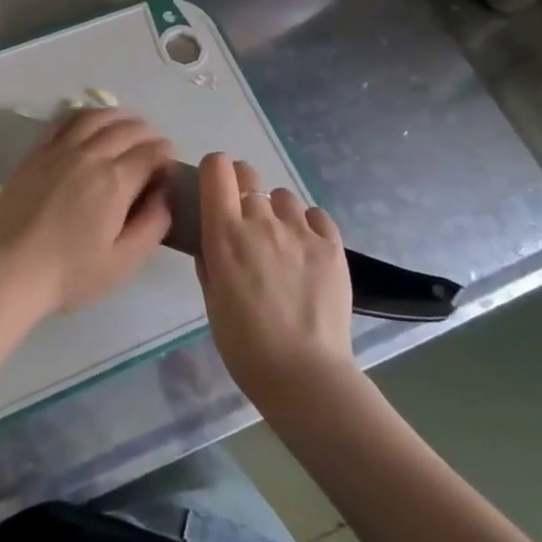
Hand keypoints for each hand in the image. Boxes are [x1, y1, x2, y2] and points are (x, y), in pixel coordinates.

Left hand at [0, 109, 174, 313]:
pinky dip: (84, 115)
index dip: (167, 154)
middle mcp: (89, 155)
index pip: (151, 152)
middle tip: (155, 145)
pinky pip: (63, 121)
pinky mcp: (35, 153)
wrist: (8, 269)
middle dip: (148, 133)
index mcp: (115, 181)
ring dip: (119, 116)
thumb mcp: (123, 261)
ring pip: (95, 117)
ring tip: (129, 124)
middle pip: (127, 129)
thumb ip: (153, 225)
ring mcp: (58, 150)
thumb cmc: (69, 273)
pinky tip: (90, 123)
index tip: (170, 165)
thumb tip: (165, 194)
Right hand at [195, 154, 357, 409]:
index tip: (215, 188)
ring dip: (277, 211)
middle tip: (246, 219)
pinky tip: (307, 251)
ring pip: (283, 196)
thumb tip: (212, 241)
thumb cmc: (244, 344)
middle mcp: (260, 220)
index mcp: (224, 232)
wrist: (304, 373)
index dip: (214, 171)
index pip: (217, 169)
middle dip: (242, 187)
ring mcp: (300, 230)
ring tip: (282, 243)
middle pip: (249, 175)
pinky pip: (316, 216)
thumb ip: (210, 261)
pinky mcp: (331, 245)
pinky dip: (308, 226)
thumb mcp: (212, 300)